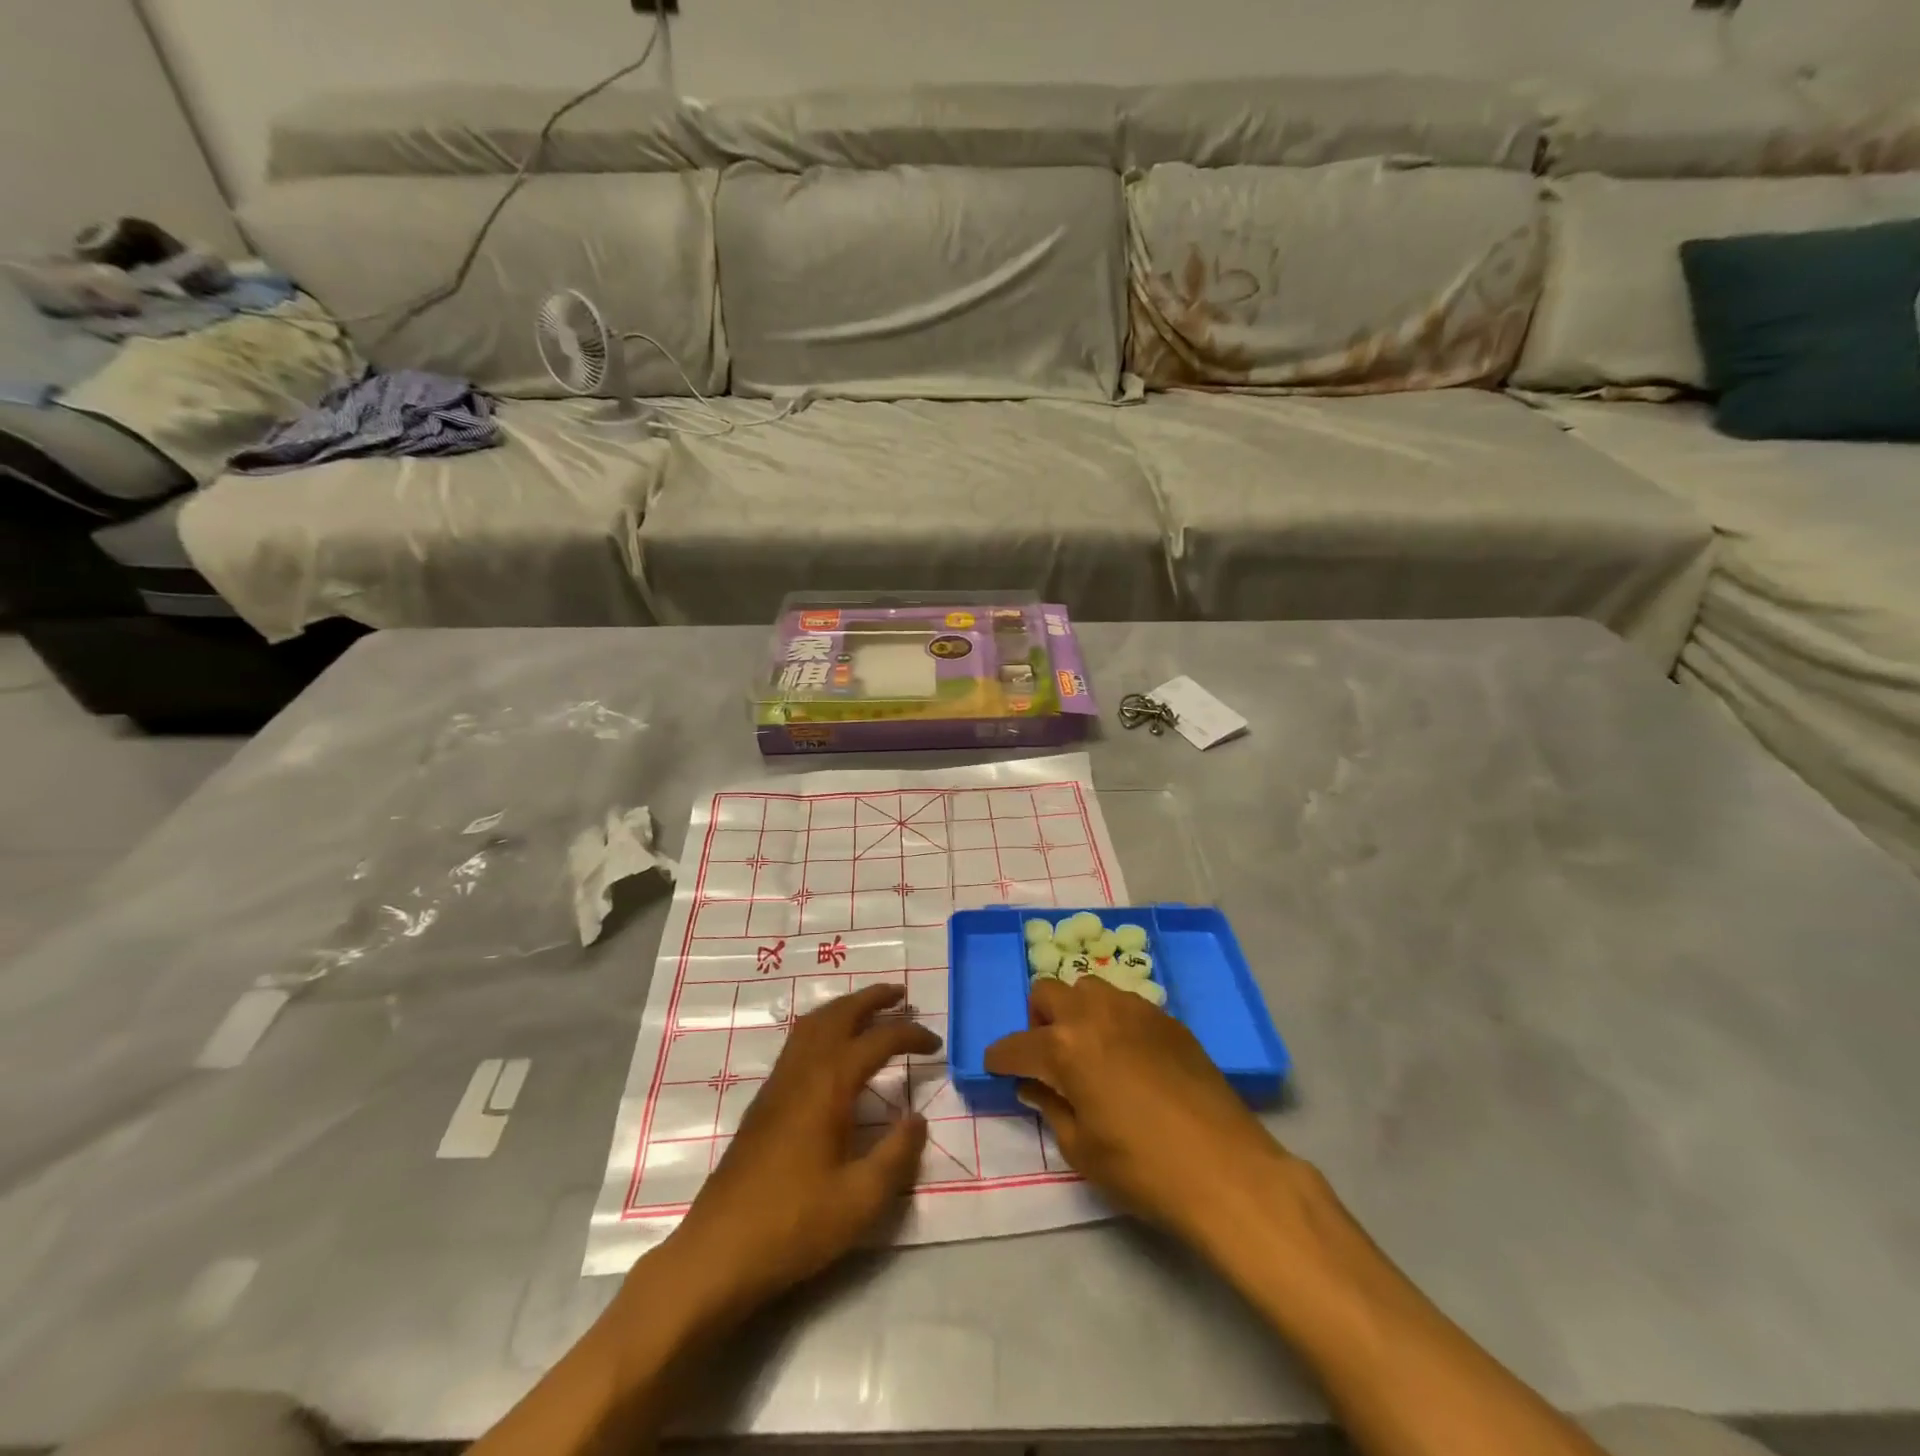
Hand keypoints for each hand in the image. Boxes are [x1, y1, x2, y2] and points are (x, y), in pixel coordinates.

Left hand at [664, 984, 939, 1313]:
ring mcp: (778, 1083)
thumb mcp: (860, 1200)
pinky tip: (832, 1048)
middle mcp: (802, 1071)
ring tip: (871, 1009)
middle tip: (902, 993)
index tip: (936, 1044)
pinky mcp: (764, 1101)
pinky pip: (798, 1041)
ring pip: (813, 1023)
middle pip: (839, 1014)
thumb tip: (917, 1119)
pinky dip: (823, 1026)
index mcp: (829, 1085)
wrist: (718, 1252)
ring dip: (845, 1008)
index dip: (910, 1035)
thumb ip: (896, 1155)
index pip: (878, 1041)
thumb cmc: (794, 1225)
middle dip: (872, 998)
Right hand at [984, 977, 1292, 1246]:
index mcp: (1065, 1047)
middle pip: (1047, 993)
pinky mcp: (1167, 1019)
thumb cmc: (1144, 1168)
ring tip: (1088, 1050)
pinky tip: (1127, 1056)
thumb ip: (1051, 1108)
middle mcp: (1094, 1014)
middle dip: (1036, 1020)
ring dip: (1076, 1011)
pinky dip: (1112, 1020)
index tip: (996, 1069)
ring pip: (1088, 988)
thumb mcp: (1082, 1149)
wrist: (1226, 1169)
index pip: (1016, 1045)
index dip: (1000, 1059)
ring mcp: (1135, 1010)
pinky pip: (1125, 1003)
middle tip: (1046, 1057)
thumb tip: (1034, 1086)